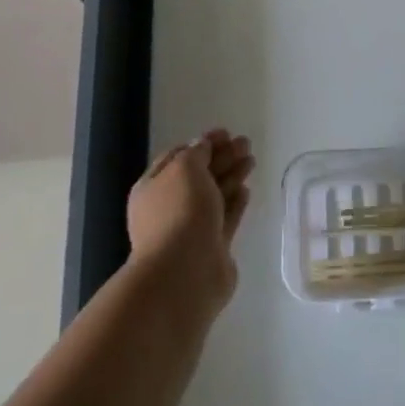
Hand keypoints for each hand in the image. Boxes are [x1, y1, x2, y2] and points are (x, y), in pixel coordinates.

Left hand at [126, 129, 254, 310]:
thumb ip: (196, 153)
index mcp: (152, 188)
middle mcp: (169, 207)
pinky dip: (235, 203)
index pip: (177, 157)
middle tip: (246, 143)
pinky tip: (246, 190)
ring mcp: (190, 229)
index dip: (201, 143)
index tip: (226, 132)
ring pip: (214, 196)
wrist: (184, 273)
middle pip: (199, 176)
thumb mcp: (184, 169)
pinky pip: (225, 218)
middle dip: (222, 157)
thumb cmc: (179, 213)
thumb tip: (202, 146)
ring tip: (252, 160)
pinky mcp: (212, 247)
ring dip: (232, 176)